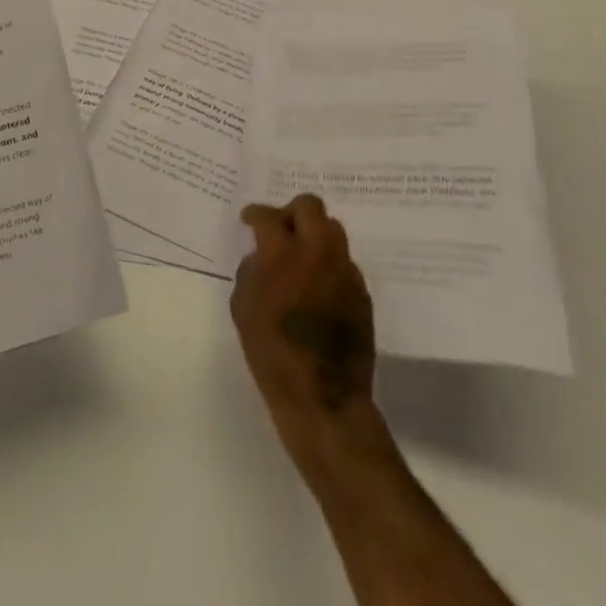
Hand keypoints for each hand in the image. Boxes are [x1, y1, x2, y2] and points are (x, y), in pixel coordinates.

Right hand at [231, 194, 376, 458]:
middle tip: (280, 230)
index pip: (268, 216)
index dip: (255, 214)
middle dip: (290, 212)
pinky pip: (344, 261)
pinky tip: (318, 286)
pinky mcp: (362, 292)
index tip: (249, 220)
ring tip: (301, 256)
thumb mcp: (243, 308)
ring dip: (313, 233)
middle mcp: (317, 252)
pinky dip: (328, 263)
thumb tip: (261, 256)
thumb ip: (251, 270)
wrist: (323, 399)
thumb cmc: (272, 354)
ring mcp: (345, 270)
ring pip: (332, 229)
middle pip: (309, 206)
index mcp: (283, 253)